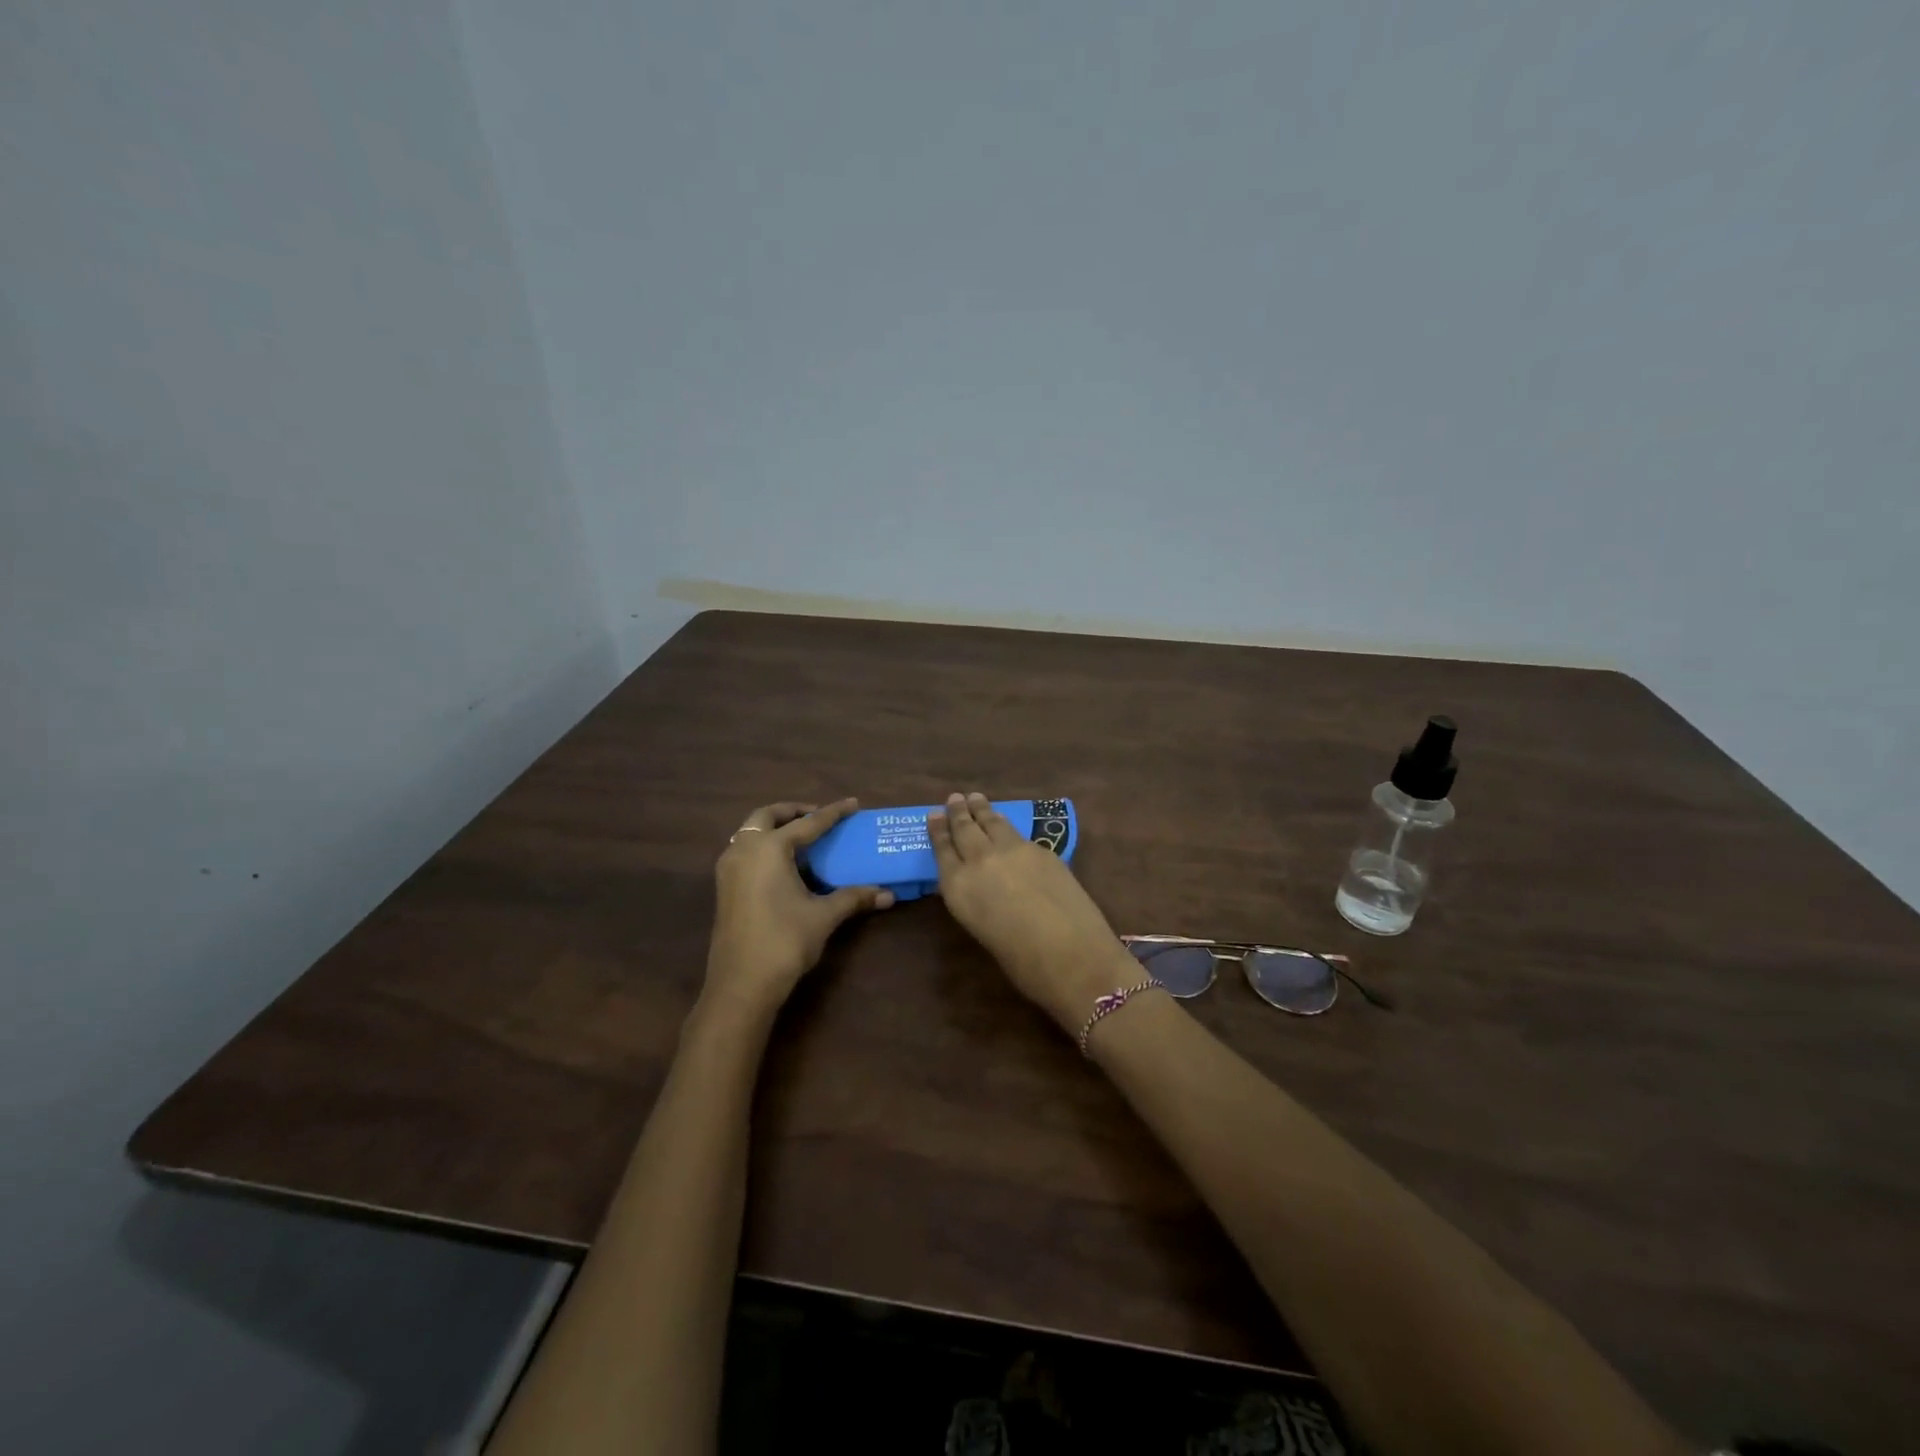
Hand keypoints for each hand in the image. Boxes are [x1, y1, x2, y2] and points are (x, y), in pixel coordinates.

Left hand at [706, 798, 893, 1018]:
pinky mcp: (724, 887)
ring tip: (803, 839)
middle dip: (794, 812)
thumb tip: (887, 894)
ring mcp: (729, 869)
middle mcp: (744, 850)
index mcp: (769, 849)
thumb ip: (853, 897)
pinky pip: (745, 851)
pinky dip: (764, 846)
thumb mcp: (823, 916)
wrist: (741, 984)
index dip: (833, 813)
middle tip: (818, 818)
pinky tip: (785, 865)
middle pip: (767, 816)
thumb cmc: (784, 941)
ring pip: (750, 833)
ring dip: (775, 828)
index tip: (852, 804)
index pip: (808, 823)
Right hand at [928, 792, 1139, 1034]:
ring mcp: (1013, 850)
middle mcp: (980, 860)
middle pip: (965, 829)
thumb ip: (976, 901)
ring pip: (993, 823)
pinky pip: (1017, 833)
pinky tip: (1008, 826)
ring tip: (976, 799)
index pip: (943, 850)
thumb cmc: (1023, 964)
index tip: (934, 815)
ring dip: (982, 810)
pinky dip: (1007, 825)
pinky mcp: (1042, 850)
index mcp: (958, 887)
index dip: (938, 831)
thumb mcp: (983, 931)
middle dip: (958, 813)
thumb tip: (980, 886)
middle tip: (955, 798)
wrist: (1073, 956)